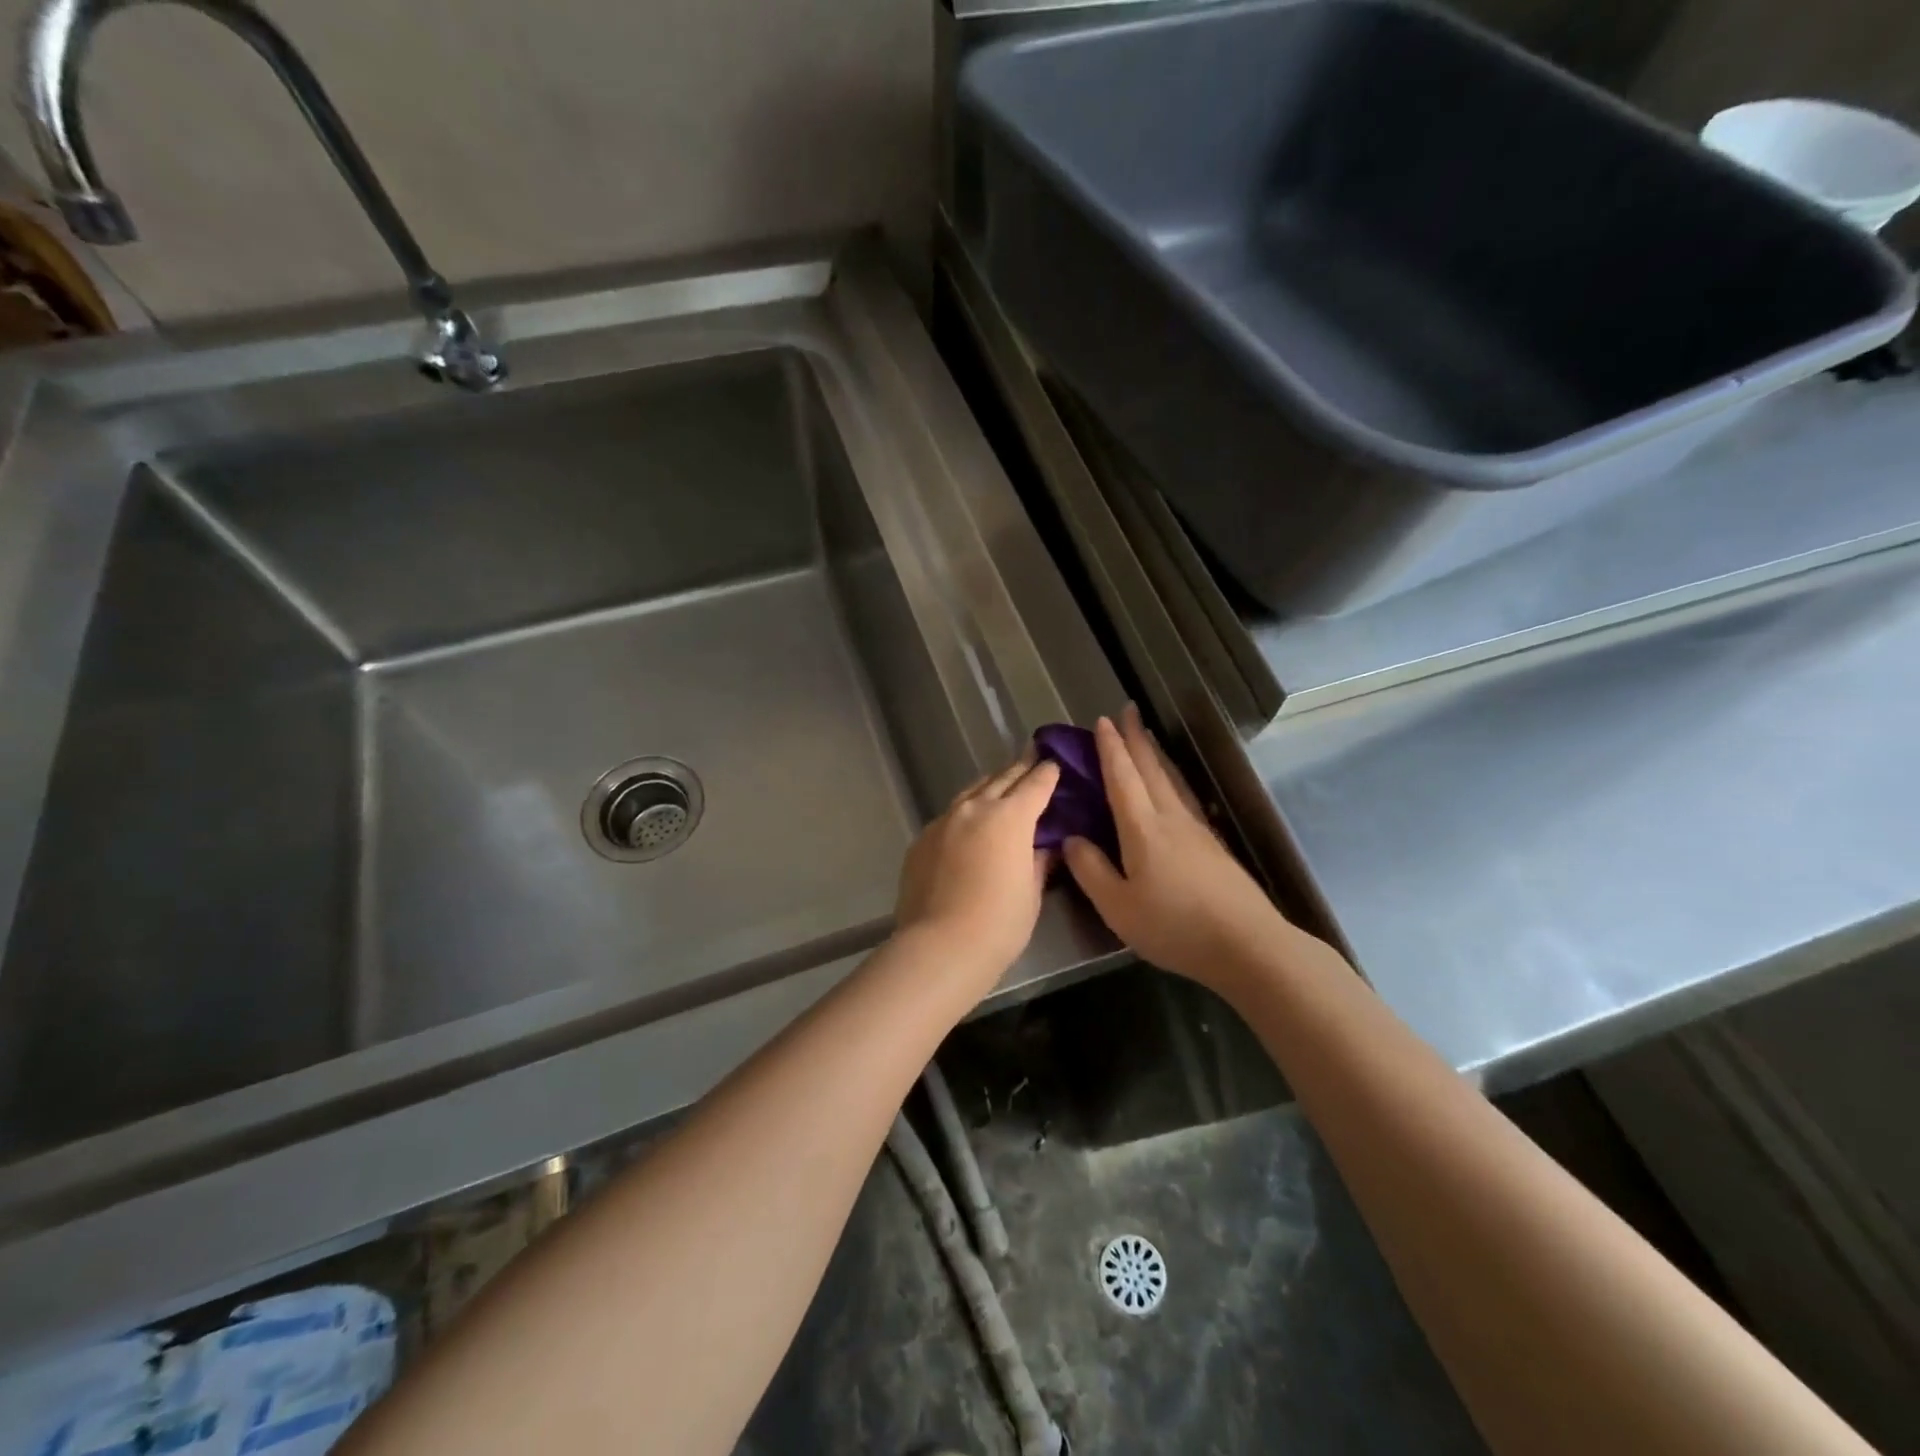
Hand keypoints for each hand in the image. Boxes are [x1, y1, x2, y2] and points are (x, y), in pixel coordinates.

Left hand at [894, 753, 1061, 994]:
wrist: (940, 946)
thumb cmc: (999, 923)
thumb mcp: (1031, 893)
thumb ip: (1038, 861)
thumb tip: (1044, 846)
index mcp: (1010, 817)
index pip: (1035, 785)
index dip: (1048, 773)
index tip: (1054, 764)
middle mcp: (975, 808)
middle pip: (1002, 779)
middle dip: (1020, 769)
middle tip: (1032, 760)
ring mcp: (944, 821)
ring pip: (971, 793)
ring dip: (990, 787)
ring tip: (1000, 786)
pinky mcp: (922, 839)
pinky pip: (949, 816)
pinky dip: (965, 813)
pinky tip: (968, 825)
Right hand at [1062, 706, 1296, 993]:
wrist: (1247, 945)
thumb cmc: (1174, 926)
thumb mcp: (1118, 906)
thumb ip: (1090, 870)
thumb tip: (1071, 839)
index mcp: (1143, 828)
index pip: (1122, 777)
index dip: (1110, 749)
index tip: (1103, 721)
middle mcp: (1171, 818)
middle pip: (1151, 769)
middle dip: (1136, 738)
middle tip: (1127, 710)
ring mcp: (1197, 830)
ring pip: (1171, 780)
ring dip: (1155, 754)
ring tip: (1146, 737)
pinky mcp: (1212, 846)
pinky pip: (1184, 797)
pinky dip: (1171, 779)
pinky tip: (1173, 786)